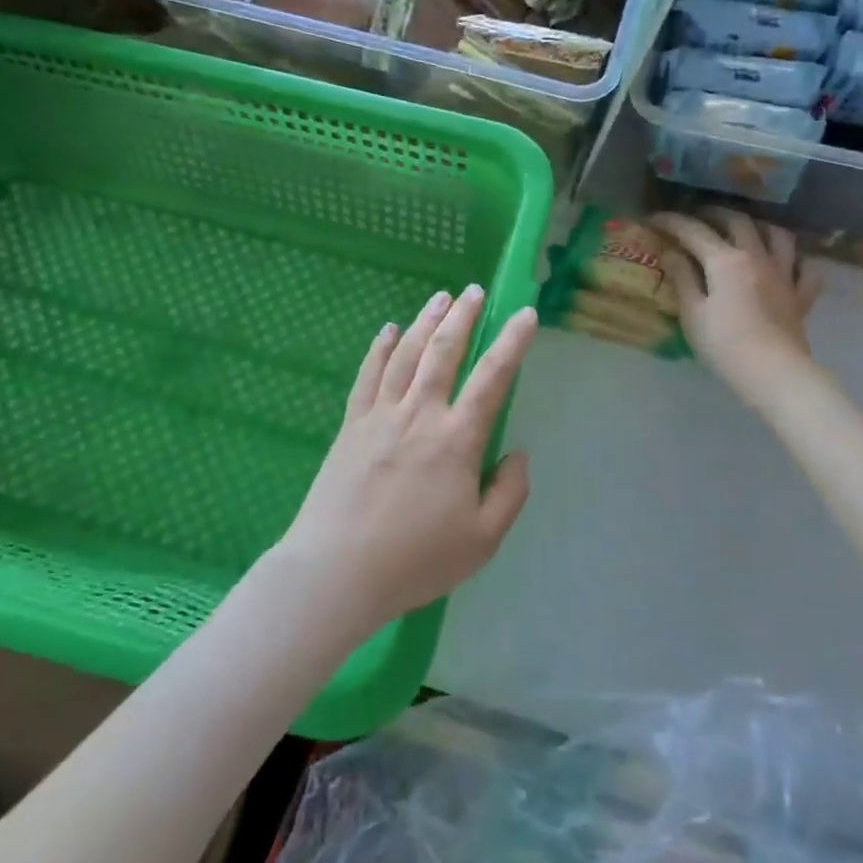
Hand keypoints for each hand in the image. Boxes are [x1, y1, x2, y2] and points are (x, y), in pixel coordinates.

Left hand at [278, 286, 539, 635]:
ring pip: (407, 354)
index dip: (512, 342)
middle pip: (444, 351)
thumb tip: (516, 453)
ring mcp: (381, 415)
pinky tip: (389, 330)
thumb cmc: (415, 560)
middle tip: (474, 290)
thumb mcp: (482, 540)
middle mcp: (420, 414)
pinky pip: (368, 375)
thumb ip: (509, 493)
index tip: (525, 314)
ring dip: (426, 321)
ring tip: (440, 297)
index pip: (492, 377)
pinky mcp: (351, 425)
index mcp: (456, 439)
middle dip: (463, 316)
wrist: (336, 571)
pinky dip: (380, 348)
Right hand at [650, 211, 824, 403]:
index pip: (693, 231)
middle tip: (697, 217)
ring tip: (745, 229)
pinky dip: (796, 260)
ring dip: (759, 225)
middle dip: (714, 213)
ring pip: (777, 235)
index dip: (671, 221)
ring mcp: (783, 274)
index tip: (654, 218)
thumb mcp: (692, 313)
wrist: (773, 373)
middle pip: (737, 221)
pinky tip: (786, 264)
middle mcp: (756, 257)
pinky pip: (805, 268)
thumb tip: (670, 252)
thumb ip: (682, 277)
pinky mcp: (800, 296)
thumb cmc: (724, 345)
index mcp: (725, 260)